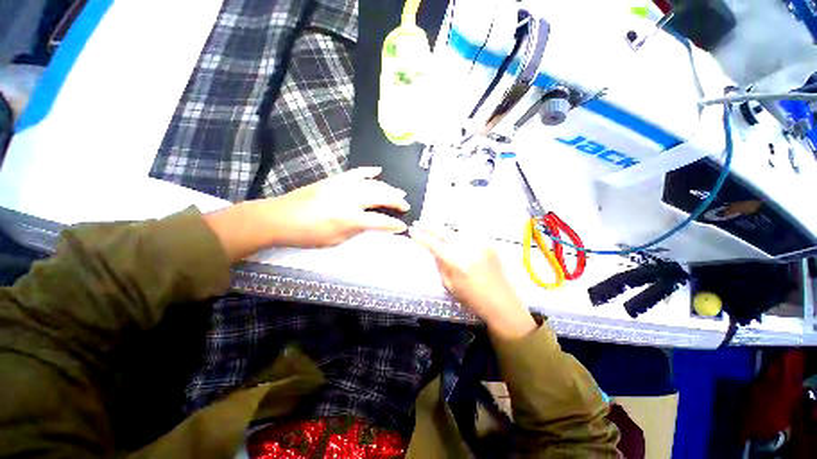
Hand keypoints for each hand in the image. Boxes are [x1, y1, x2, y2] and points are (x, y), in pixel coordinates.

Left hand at [262, 167, 409, 247]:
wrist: (279, 217)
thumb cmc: (307, 235)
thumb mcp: (335, 240)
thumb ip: (356, 230)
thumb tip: (371, 223)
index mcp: (349, 218)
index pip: (379, 220)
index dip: (393, 224)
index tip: (403, 226)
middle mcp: (349, 199)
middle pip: (380, 196)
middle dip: (396, 201)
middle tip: (406, 205)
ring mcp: (342, 186)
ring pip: (372, 184)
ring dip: (388, 188)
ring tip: (399, 192)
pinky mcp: (334, 180)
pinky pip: (355, 173)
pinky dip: (368, 171)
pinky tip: (378, 171)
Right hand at [410, 224, 536, 339]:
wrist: (502, 302)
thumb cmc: (473, 299)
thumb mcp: (450, 285)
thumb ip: (440, 265)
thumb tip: (433, 250)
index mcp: (458, 263)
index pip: (435, 245)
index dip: (422, 237)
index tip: (412, 231)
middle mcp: (469, 249)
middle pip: (445, 231)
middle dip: (430, 226)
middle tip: (420, 224)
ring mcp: (481, 244)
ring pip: (457, 230)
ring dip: (445, 230)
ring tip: (436, 231)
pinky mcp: (489, 244)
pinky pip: (470, 234)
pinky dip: (459, 234)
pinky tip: (455, 237)